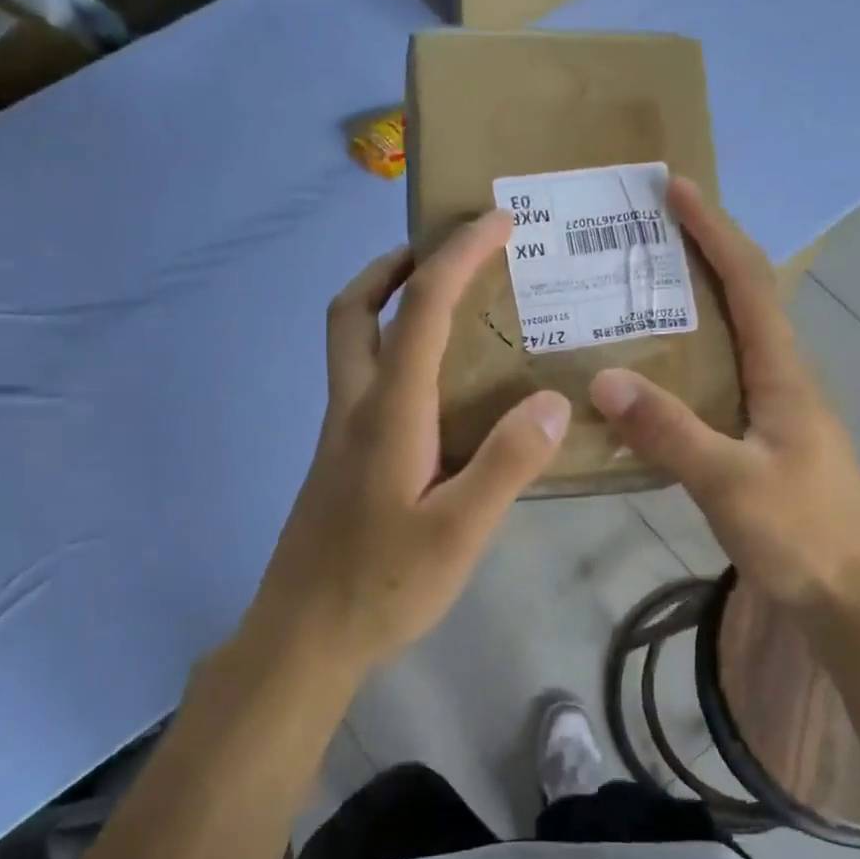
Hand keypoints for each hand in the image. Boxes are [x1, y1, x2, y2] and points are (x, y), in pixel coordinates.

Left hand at [244, 212, 570, 679]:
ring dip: (387, 306)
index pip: (423, 310)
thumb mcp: (460, 531)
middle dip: (394, 265)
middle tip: (442, 255)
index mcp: (387, 413)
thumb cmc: (383, 586)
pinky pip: (364, 383)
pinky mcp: (340, 462)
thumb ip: (508, 462)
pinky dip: (393, 356)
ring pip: (350, 345)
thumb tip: (554, 400)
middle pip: (354, 310)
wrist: (304, 638)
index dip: (458, 256)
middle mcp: (355, 408)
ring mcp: (340, 436)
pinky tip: (438, 395)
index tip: (497, 220)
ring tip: (446, 311)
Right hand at [588, 177, 859, 609]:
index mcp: (782, 374)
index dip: (714, 232)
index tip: (676, 189)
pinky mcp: (760, 440)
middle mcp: (781, 380)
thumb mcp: (731, 483)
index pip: (748, 283)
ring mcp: (773, 411)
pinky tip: (650, 378)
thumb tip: (603, 379)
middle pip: (741, 299)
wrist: (848, 596)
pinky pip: (717, 381)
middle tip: (641, 237)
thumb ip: (669, 433)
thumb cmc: (801, 534)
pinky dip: (684, 361)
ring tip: (634, 295)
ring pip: (729, 341)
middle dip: (699, 256)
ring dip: (690, 307)